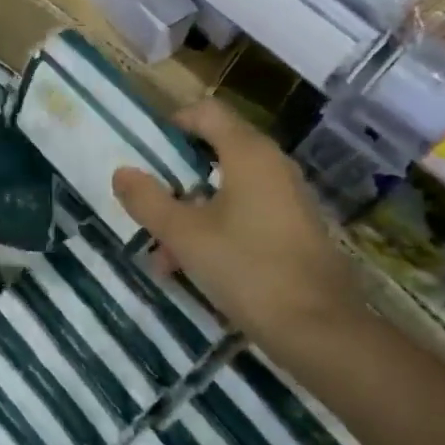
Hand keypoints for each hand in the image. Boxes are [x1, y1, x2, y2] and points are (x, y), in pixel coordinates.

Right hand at [113, 99, 358, 345]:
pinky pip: (248, 214)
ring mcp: (289, 199)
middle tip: (149, 203)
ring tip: (164, 254)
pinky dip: (218, 229)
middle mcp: (273, 166)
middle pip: (216, 151)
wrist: (323, 332)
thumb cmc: (248, 269)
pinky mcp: (297, 231)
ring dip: (193, 212)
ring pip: (229, 189)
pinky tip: (195, 268)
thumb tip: (122, 172)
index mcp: (249, 153)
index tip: (146, 151)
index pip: (207, 112)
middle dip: (177, 178)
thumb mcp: (185, 235)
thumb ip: (149, 201)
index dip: (173, 123)